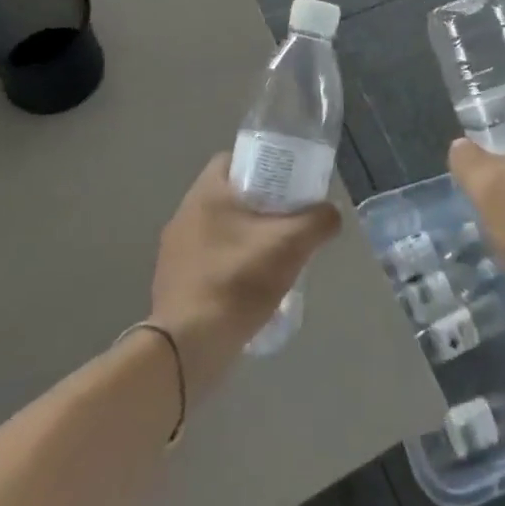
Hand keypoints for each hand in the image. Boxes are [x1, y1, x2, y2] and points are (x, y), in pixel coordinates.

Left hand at [148, 154, 340, 389]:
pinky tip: (251, 287)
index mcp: (206, 193)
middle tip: (288, 219)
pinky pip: (208, 260)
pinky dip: (230, 265)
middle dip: (259, 204)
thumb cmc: (237, 280)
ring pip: (219, 229)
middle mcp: (184, 214)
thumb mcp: (291, 245)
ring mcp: (174, 251)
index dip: (262, 165)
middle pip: (228, 196)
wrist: (188, 347)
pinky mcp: (173, 283)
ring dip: (245, 237)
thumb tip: (331, 213)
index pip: (233, 159)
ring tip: (275, 255)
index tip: (287, 182)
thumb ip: (318, 221)